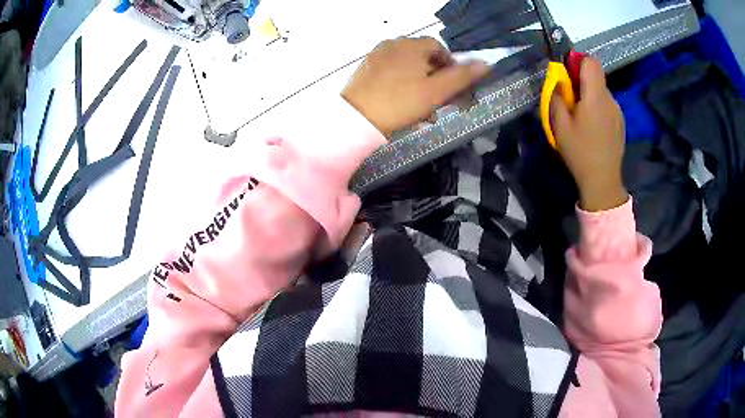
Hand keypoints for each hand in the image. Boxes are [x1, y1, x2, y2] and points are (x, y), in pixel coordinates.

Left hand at [342, 37, 488, 136]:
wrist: (356, 119)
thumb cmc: (401, 102)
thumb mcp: (437, 91)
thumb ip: (462, 76)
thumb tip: (486, 63)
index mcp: (412, 45)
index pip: (439, 49)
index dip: (450, 67)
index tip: (453, 88)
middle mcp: (393, 44)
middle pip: (423, 58)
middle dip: (435, 80)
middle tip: (439, 104)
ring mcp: (377, 56)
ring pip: (407, 68)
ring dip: (420, 86)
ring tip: (422, 111)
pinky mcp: (366, 69)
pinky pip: (391, 73)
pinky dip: (402, 86)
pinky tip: (402, 105)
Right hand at [551, 58, 627, 211]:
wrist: (603, 180)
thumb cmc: (580, 153)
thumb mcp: (559, 126)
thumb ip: (557, 97)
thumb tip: (559, 81)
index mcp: (595, 97)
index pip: (591, 62)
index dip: (578, 61)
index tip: (568, 74)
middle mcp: (610, 99)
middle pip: (596, 77)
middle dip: (581, 82)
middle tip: (571, 102)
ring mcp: (618, 111)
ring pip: (601, 91)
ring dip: (590, 96)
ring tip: (582, 119)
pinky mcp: (620, 122)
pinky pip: (607, 105)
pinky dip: (598, 108)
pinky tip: (593, 128)